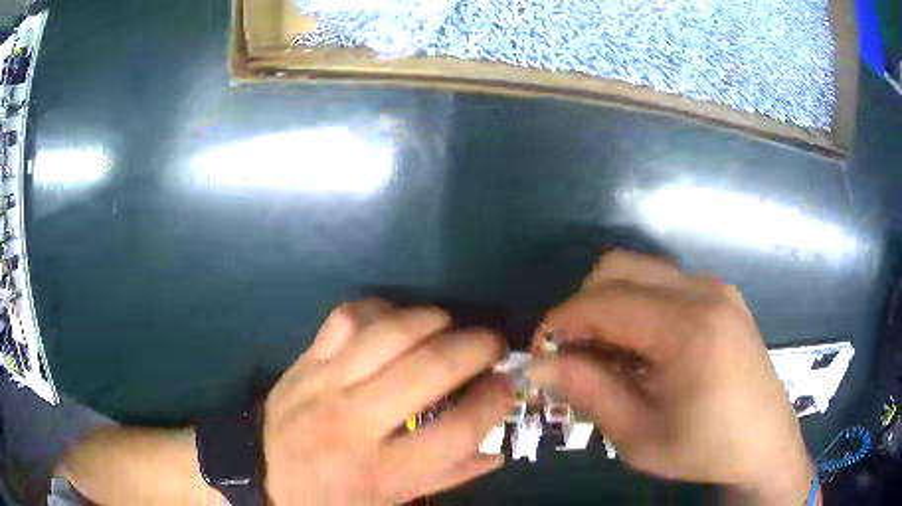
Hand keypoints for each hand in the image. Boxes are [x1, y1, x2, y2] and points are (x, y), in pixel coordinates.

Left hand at [263, 299, 512, 504]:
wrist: (264, 479)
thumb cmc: (334, 500)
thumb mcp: (395, 502)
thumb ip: (449, 476)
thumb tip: (497, 447)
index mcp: (382, 472)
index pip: (458, 430)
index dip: (495, 401)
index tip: (508, 384)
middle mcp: (353, 424)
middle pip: (429, 369)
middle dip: (476, 347)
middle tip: (494, 345)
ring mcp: (323, 386)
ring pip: (387, 333)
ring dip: (432, 320)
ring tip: (451, 327)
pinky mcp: (303, 363)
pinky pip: (346, 318)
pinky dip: (380, 310)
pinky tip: (397, 320)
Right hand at [530, 251, 814, 503]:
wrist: (764, 442)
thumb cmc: (704, 448)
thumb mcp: (638, 436)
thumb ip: (588, 392)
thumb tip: (539, 364)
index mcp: (688, 329)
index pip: (603, 301)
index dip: (560, 322)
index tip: (541, 354)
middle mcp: (704, 291)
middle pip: (617, 268)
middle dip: (581, 306)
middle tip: (573, 354)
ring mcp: (717, 288)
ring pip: (640, 270)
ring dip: (609, 304)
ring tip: (607, 354)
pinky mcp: (722, 295)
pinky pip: (664, 282)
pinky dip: (636, 305)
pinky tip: (642, 347)